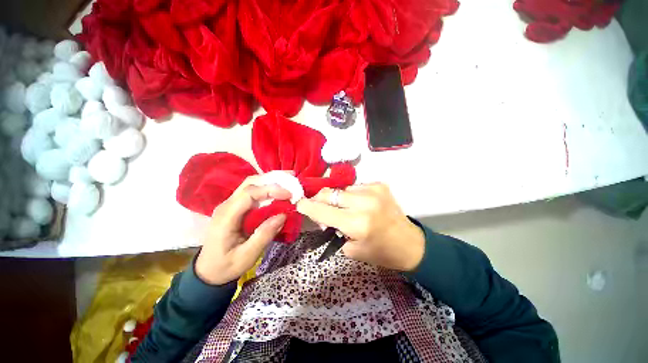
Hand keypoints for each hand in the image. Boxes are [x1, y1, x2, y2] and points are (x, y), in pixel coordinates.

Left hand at [195, 176, 289, 284]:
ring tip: (288, 183)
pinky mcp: (235, 207)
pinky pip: (252, 192)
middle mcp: (226, 205)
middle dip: (272, 179)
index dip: (270, 190)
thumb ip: (264, 235)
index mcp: (226, 217)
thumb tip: (283, 215)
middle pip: (250, 183)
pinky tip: (278, 192)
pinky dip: (267, 189)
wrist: (208, 271)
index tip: (288, 195)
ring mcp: (230, 204)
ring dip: (270, 182)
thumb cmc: (226, 266)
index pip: (249, 193)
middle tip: (291, 181)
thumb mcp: (247, 256)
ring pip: (251, 185)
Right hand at [296, 183, 424, 271]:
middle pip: (330, 193)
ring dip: (338, 199)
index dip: (308, 206)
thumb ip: (333, 230)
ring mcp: (373, 190)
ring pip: (342, 189)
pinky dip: (351, 196)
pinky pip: (355, 187)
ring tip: (345, 209)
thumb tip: (323, 216)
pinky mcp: (379, 185)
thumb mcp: (352, 249)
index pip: (323, 210)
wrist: (410, 244)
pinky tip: (359, 205)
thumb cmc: (381, 252)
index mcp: (358, 223)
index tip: (299, 203)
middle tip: (320, 208)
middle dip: (320, 199)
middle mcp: (365, 202)